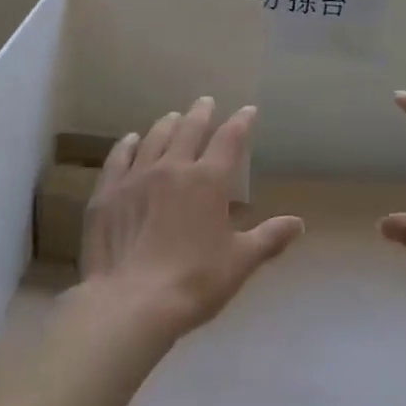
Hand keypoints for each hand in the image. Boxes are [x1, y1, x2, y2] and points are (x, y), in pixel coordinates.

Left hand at [77, 98, 303, 341]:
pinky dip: (127, 145)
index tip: (248, 111)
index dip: (241, 122)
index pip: (229, 140)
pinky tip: (131, 140)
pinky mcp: (107, 194)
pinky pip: (118, 159)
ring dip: (167, 124)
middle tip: (206, 102)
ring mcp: (135, 178)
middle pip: (189, 130)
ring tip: (174, 117)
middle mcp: (172, 168)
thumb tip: (299, 224)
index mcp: (208, 181)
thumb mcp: (240, 262)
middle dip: (201, 113)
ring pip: (154, 139)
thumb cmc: (194, 282)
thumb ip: (269, 238)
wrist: (130, 303)